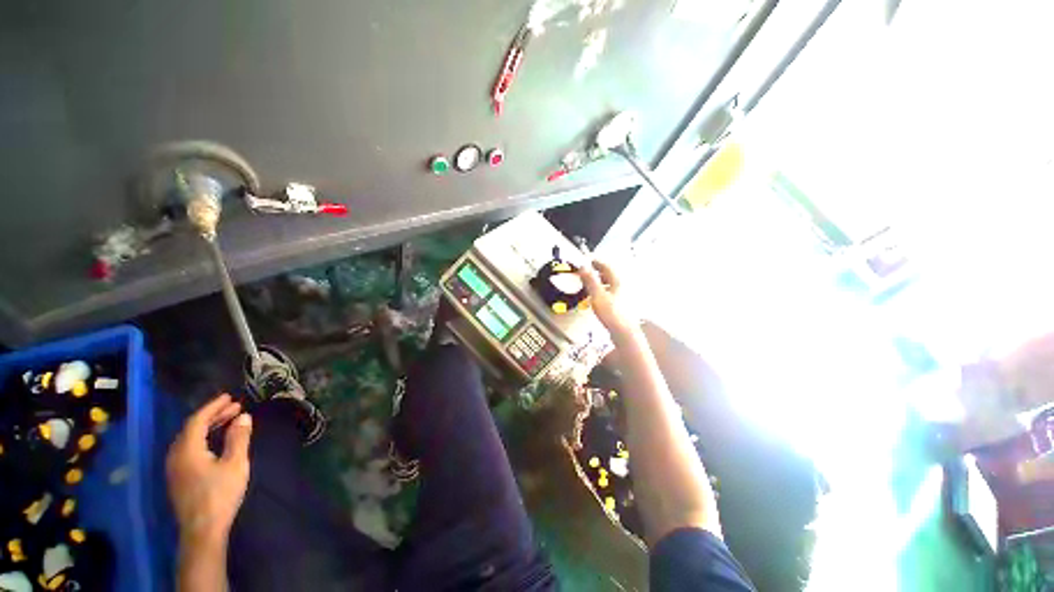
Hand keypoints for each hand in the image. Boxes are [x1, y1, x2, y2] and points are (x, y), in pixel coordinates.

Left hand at [167, 394, 252, 544]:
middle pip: (191, 429)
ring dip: (208, 427)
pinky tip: (215, 442)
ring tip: (228, 421)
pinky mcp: (178, 478)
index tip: (230, 396)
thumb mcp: (235, 464)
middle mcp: (175, 455)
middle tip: (234, 406)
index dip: (213, 406)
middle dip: (213, 416)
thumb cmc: (220, 493)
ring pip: (189, 439)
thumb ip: (238, 438)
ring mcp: (174, 468)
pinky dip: (203, 439)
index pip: (197, 420)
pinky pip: (188, 449)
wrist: (203, 529)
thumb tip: (243, 416)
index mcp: (187, 449)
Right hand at [579, 260, 637, 333]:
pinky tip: (595, 296)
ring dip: (598, 281)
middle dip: (596, 271)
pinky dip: (601, 290)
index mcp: (617, 280)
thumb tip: (582, 265)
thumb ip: (590, 280)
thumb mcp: (597, 295)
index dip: (595, 261)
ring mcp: (622, 295)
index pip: (605, 265)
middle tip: (584, 271)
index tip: (584, 260)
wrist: (624, 332)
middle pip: (608, 274)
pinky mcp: (620, 304)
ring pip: (609, 283)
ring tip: (587, 283)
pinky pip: (609, 292)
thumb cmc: (611, 313)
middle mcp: (621, 285)